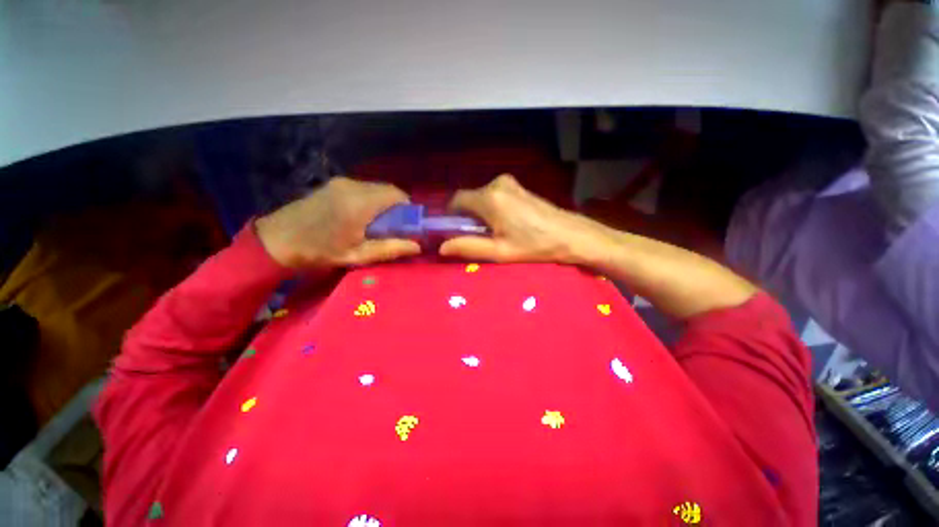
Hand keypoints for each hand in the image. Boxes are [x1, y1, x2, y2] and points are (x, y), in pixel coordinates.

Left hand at [255, 177, 421, 268]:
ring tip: (375, 224)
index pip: (396, 195)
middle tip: (392, 227)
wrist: (276, 241)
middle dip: (396, 207)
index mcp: (360, 204)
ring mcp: (341, 182)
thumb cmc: (319, 252)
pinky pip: (362, 188)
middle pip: (387, 190)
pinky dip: (370, 200)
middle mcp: (352, 186)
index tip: (407, 224)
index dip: (407, 208)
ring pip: (375, 188)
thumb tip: (417, 246)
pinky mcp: (333, 184)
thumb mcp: (358, 255)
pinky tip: (360, 216)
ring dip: (382, 203)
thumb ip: (390, 249)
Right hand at [439, 174, 610, 263]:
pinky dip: (492, 209)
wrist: (571, 235)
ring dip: (480, 214)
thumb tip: (442, 247)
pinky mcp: (518, 187)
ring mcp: (509, 183)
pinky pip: (494, 196)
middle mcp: (496, 184)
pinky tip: (506, 225)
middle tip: (478, 237)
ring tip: (495, 234)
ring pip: (482, 198)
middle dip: (467, 217)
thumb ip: (468, 247)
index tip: (455, 232)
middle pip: (469, 199)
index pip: (456, 199)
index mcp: (489, 198)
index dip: (451, 216)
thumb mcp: (499, 252)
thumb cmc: (534, 246)